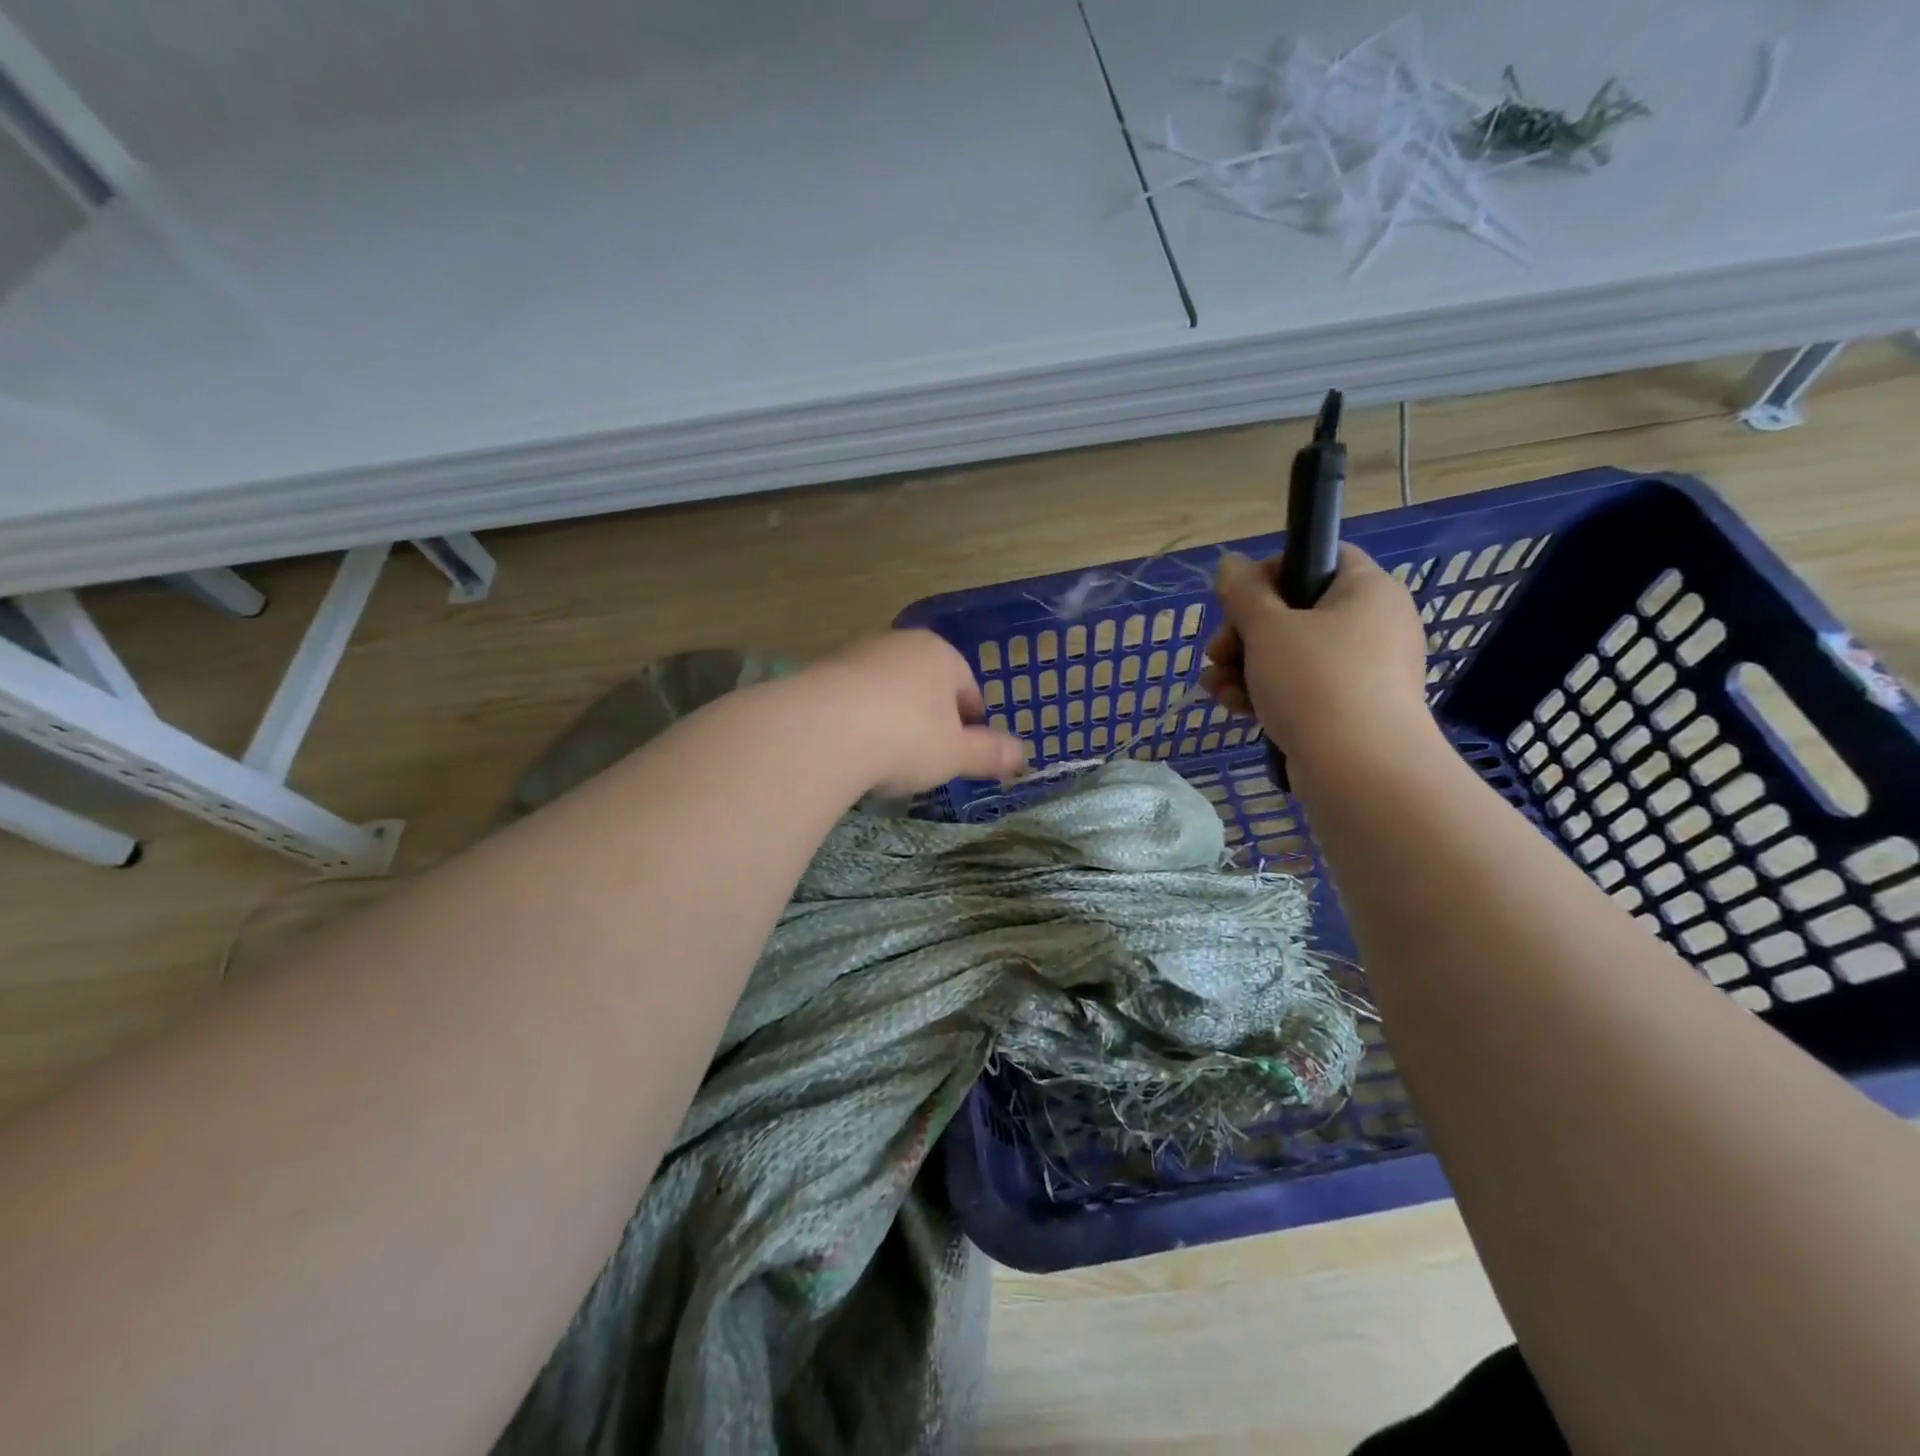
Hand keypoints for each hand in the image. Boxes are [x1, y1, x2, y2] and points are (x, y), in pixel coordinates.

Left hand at [807, 630, 1025, 795]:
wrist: (822, 731)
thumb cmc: (906, 738)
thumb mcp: (956, 754)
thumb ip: (990, 753)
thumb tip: (1023, 756)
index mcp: (941, 654)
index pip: (968, 687)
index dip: (971, 723)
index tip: (964, 752)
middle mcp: (900, 643)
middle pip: (925, 684)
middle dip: (929, 718)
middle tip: (926, 757)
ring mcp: (857, 653)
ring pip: (887, 689)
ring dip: (891, 717)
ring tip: (886, 757)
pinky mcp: (820, 671)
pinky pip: (852, 698)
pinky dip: (857, 720)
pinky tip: (852, 749)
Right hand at [1200, 544, 1432, 768]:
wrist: (1361, 771)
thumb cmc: (1315, 682)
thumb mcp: (1268, 628)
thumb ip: (1243, 591)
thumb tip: (1230, 562)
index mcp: (1366, 590)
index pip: (1318, 556)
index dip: (1270, 572)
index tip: (1237, 601)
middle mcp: (1372, 624)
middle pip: (1294, 610)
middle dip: (1243, 633)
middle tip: (1217, 652)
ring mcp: (1363, 670)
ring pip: (1290, 654)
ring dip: (1243, 666)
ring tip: (1214, 687)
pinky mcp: (1349, 708)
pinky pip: (1301, 687)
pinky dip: (1265, 692)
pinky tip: (1233, 707)